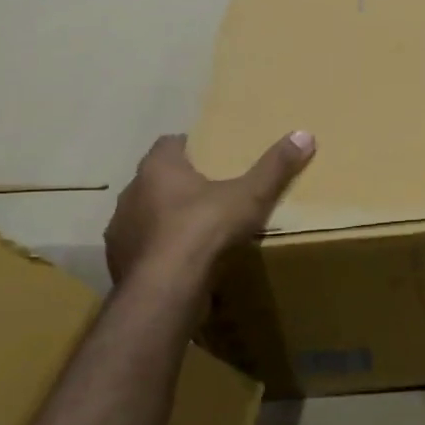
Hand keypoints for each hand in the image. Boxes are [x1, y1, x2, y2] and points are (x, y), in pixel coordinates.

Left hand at [103, 131, 313, 285]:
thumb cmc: (205, 230)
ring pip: (145, 216)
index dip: (190, 147)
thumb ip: (274, 167)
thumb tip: (304, 134)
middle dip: (178, 185)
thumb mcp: (250, 196)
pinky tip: (180, 263)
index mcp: (158, 168)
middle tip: (210, 194)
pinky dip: (158, 252)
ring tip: (195, 231)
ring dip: (164, 220)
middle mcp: (132, 193)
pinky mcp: (120, 263)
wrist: (166, 290)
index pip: (169, 144)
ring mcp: (121, 230)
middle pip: (155, 180)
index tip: (211, 156)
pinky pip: (142, 250)